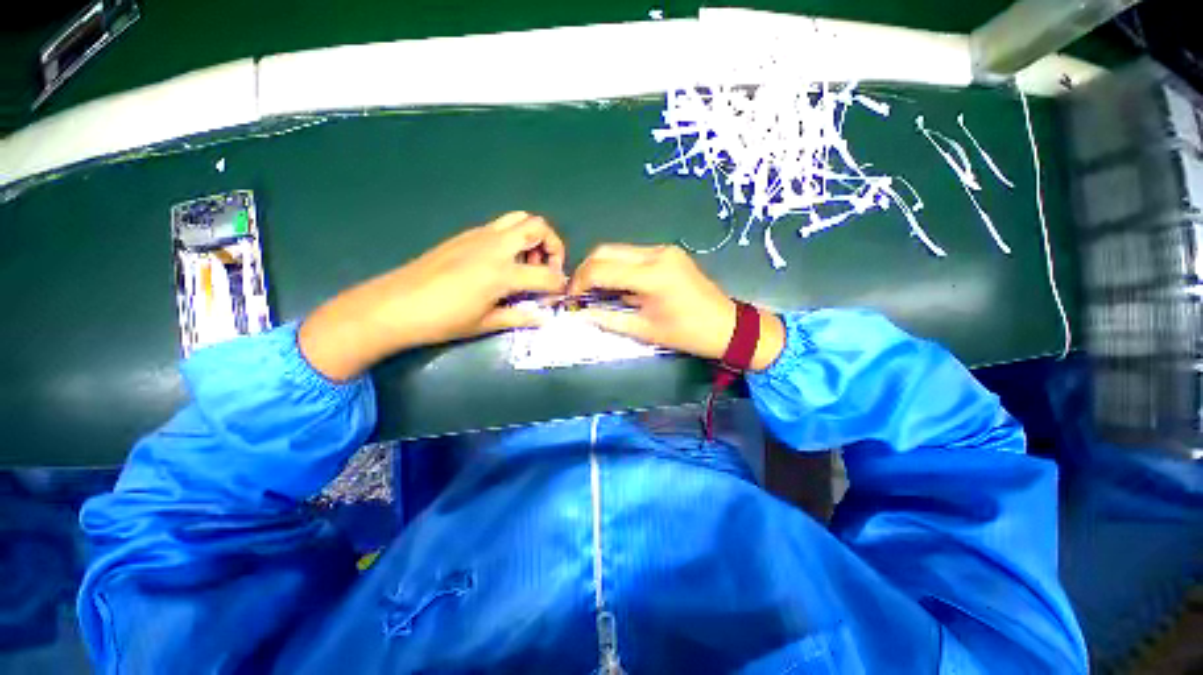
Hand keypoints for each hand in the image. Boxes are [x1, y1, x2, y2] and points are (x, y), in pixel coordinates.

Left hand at [299, 212, 566, 379]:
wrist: (394, 305)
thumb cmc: (442, 320)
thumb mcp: (485, 323)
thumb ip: (519, 317)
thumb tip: (543, 317)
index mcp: (502, 273)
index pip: (547, 275)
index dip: (559, 285)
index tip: (558, 295)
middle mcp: (495, 247)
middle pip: (538, 227)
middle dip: (554, 245)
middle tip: (547, 268)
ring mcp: (479, 236)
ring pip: (519, 218)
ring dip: (533, 237)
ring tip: (527, 262)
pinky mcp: (466, 235)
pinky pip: (499, 226)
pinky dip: (513, 238)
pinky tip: (502, 262)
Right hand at [567, 244, 784, 370]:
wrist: (727, 325)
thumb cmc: (687, 334)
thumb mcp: (644, 330)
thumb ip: (608, 319)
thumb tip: (580, 314)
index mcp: (652, 275)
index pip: (601, 269)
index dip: (579, 283)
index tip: (571, 299)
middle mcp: (656, 253)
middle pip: (606, 251)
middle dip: (587, 271)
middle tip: (580, 293)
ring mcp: (664, 250)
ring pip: (619, 251)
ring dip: (603, 269)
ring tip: (597, 292)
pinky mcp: (669, 252)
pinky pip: (634, 255)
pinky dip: (620, 268)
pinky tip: (619, 286)